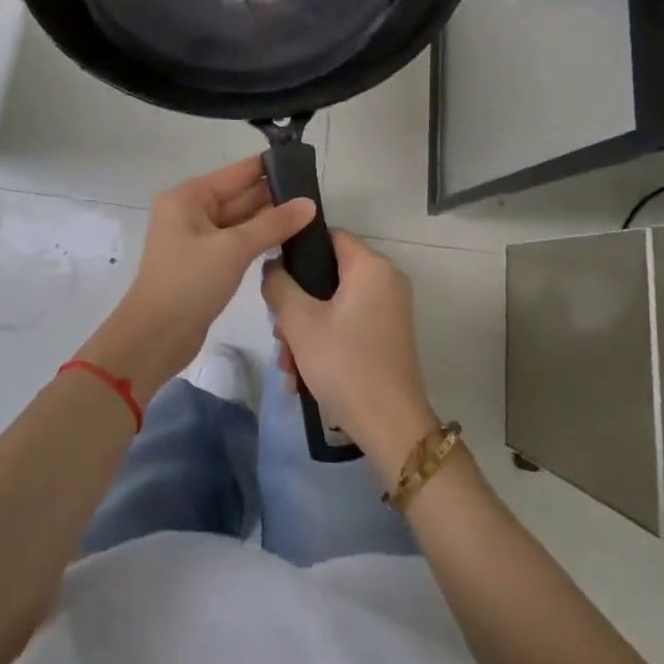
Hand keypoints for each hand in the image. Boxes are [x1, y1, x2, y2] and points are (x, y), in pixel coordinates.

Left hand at [81, 157, 315, 404]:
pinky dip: (258, 240)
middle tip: (316, 195)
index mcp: (189, 197)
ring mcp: (196, 238)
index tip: (305, 164)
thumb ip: (273, 224)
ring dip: (269, 219)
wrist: (154, 337)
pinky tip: (287, 240)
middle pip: (239, 195)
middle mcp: (190, 211)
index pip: (237, 172)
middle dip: (274, 195)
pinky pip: (235, 242)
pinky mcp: (203, 262)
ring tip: (310, 215)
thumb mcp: (233, 249)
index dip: (270, 167)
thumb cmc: (189, 283)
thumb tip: (309, 203)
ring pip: (240, 220)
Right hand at [262, 230, 438, 478]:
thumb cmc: (345, 364)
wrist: (391, 428)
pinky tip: (303, 375)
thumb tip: (272, 266)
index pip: (328, 235)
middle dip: (296, 303)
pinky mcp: (387, 336)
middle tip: (278, 333)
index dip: (297, 249)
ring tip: (288, 364)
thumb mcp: (299, 322)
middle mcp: (386, 280)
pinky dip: (324, 341)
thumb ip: (278, 285)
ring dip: (305, 329)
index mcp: (371, 266)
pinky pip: (348, 324)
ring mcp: (389, 310)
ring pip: (333, 304)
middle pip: (328, 274)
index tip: (273, 275)